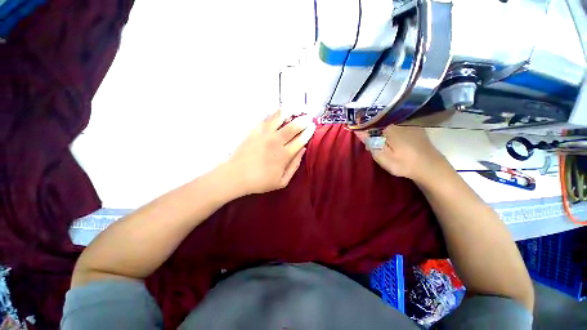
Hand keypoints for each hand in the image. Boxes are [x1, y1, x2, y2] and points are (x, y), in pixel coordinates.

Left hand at [224, 110, 315, 195]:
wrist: (236, 176)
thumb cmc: (260, 181)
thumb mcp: (282, 181)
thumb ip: (294, 165)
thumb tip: (303, 150)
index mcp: (285, 155)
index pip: (301, 139)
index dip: (309, 132)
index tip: (313, 127)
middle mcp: (277, 141)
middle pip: (294, 126)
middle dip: (304, 120)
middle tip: (308, 117)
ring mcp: (265, 134)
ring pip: (281, 117)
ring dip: (291, 113)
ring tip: (295, 111)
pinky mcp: (255, 130)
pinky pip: (268, 118)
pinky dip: (276, 113)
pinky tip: (280, 112)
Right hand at [355, 125, 445, 181]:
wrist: (431, 168)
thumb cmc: (403, 163)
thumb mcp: (382, 156)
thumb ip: (370, 143)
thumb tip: (358, 130)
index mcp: (389, 127)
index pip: (371, 123)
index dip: (365, 130)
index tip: (364, 140)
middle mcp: (399, 122)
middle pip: (380, 124)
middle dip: (374, 133)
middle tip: (374, 147)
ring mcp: (409, 124)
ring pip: (389, 125)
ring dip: (383, 133)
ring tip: (385, 146)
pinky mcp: (416, 129)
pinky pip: (399, 127)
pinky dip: (393, 132)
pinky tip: (395, 142)